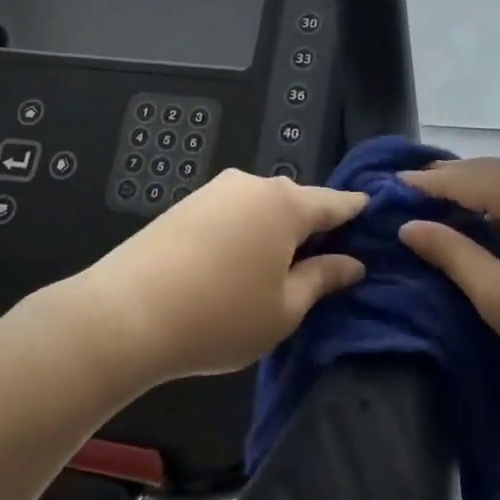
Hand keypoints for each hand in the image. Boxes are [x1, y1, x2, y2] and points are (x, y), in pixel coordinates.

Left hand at [71, 169, 367, 383]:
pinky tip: (236, 264)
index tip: (373, 211)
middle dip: (313, 226)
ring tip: (277, 268)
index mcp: (286, 204)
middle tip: (326, 258)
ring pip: (260, 208)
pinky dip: (243, 233)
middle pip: (295, 202)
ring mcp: (214, 191)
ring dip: (274, 231)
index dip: (356, 210)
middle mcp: (252, 185)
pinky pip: (230, 214)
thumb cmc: (221, 315)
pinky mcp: (184, 205)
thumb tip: (353, 263)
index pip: (334, 203)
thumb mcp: (285, 308)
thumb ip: (323, 279)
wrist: (126, 314)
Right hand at [398, 158, 499, 393]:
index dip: (427, 182)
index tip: (393, 185)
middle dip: (452, 177)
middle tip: (416, 189)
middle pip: (492, 169)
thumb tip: (410, 226)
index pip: (464, 177)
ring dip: (481, 185)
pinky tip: (499, 218)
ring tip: (450, 200)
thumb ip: (453, 255)